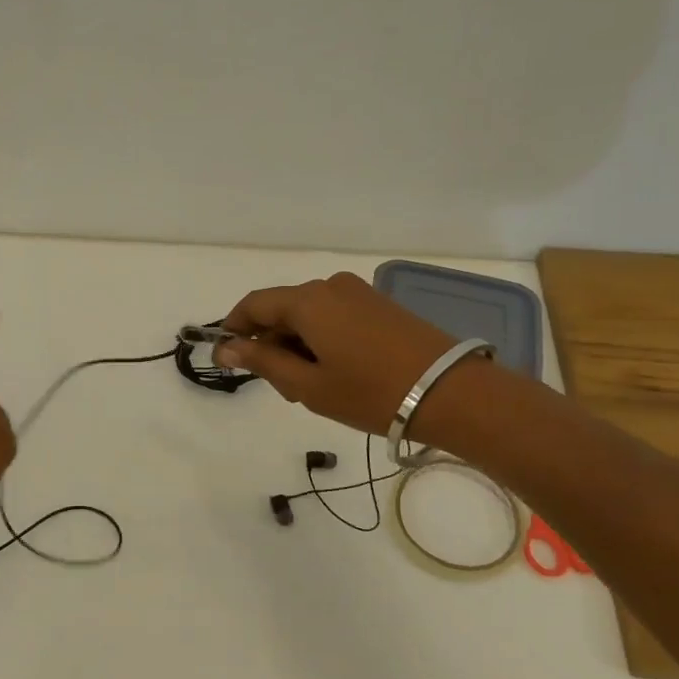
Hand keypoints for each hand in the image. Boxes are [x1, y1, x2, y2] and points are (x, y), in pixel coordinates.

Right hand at [216, 273, 465, 435]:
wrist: (452, 393)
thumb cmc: (371, 392)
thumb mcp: (309, 385)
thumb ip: (263, 361)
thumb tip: (227, 346)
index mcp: (307, 301)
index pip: (253, 304)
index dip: (234, 329)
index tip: (226, 358)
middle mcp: (329, 286)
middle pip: (282, 308)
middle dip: (270, 342)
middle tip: (278, 387)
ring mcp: (359, 292)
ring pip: (309, 314)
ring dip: (297, 344)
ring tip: (311, 386)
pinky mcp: (380, 305)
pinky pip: (334, 315)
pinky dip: (322, 339)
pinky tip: (335, 371)